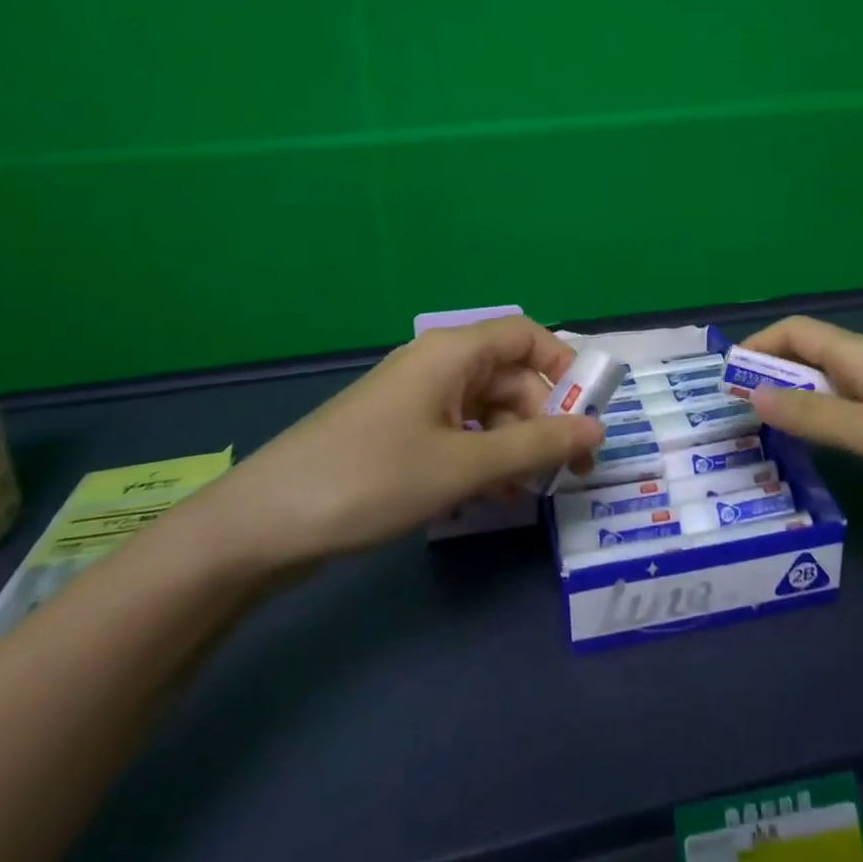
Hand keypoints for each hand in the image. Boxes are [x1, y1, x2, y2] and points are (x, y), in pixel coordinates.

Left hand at [184, 317, 603, 572]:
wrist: (263, 526)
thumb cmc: (371, 480)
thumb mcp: (463, 465)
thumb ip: (536, 446)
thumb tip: (599, 429)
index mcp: (452, 352)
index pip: (526, 335)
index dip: (563, 367)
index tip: (588, 413)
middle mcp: (437, 366)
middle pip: (510, 377)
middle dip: (544, 419)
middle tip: (567, 471)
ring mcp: (415, 401)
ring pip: (487, 410)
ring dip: (515, 446)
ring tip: (530, 492)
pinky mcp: (400, 434)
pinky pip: (459, 434)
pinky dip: (483, 459)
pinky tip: (492, 497)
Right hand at [739, 316, 862, 510]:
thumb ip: (816, 416)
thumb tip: (753, 393)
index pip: (796, 331)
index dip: (757, 346)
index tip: (727, 382)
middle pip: (812, 353)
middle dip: (772, 376)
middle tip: (742, 418)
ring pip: (836, 380)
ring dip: (801, 399)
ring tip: (776, 436)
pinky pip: (860, 402)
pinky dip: (832, 416)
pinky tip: (834, 449)